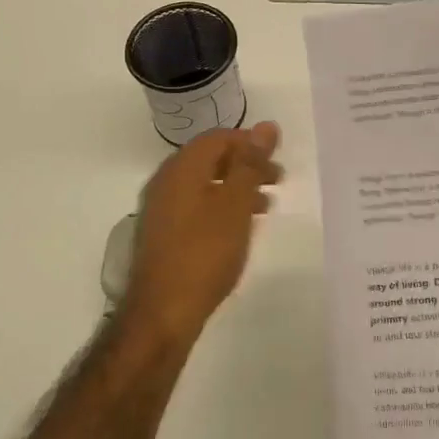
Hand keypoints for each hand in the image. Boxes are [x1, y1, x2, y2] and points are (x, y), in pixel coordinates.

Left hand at [124, 122, 282, 344]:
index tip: (277, 158)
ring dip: (236, 188)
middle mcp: (166, 181)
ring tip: (265, 206)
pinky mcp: (162, 234)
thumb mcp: (236, 204)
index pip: (218, 138)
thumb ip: (250, 164)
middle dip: (245, 165)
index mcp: (182, 168)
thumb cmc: (205, 252)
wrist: (162, 313)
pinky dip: (221, 207)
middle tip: (277, 180)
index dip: (249, 142)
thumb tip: (266, 125)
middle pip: (210, 159)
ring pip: (204, 184)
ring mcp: (160, 209)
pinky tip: (238, 228)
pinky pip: (195, 206)